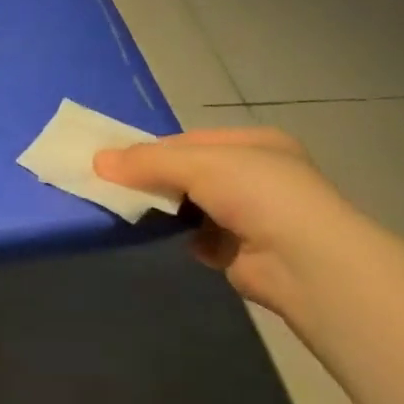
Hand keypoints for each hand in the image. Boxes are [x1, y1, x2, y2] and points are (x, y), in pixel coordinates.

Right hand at [95, 127, 355, 328]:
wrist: (306, 263)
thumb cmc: (258, 194)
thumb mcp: (200, 164)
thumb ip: (149, 162)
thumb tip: (98, 160)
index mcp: (256, 144)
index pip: (194, 140)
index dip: (155, 148)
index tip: (116, 159)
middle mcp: (257, 177)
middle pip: (192, 173)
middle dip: (157, 179)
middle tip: (115, 185)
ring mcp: (252, 216)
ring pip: (195, 206)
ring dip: (167, 210)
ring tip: (130, 210)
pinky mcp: (243, 253)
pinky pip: (202, 239)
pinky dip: (185, 239)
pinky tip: (164, 239)